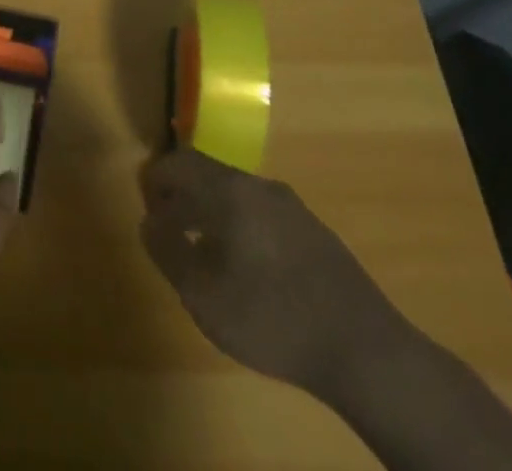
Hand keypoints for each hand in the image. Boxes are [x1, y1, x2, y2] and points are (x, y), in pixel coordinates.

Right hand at [139, 149, 406, 403]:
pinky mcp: (315, 233)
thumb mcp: (203, 293)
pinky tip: (246, 270)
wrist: (365, 350)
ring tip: (203, 253)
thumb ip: (168, 252)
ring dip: (212, 213)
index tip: (146, 207)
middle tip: (168, 230)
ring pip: (237, 196)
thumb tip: (149, 221)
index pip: (180, 162)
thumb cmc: (272, 317)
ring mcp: (292, 208)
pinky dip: (240, 228)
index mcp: (230, 189)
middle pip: (209, 175)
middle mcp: (260, 186)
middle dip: (183, 197)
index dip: (156, 180)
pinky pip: (263, 215)